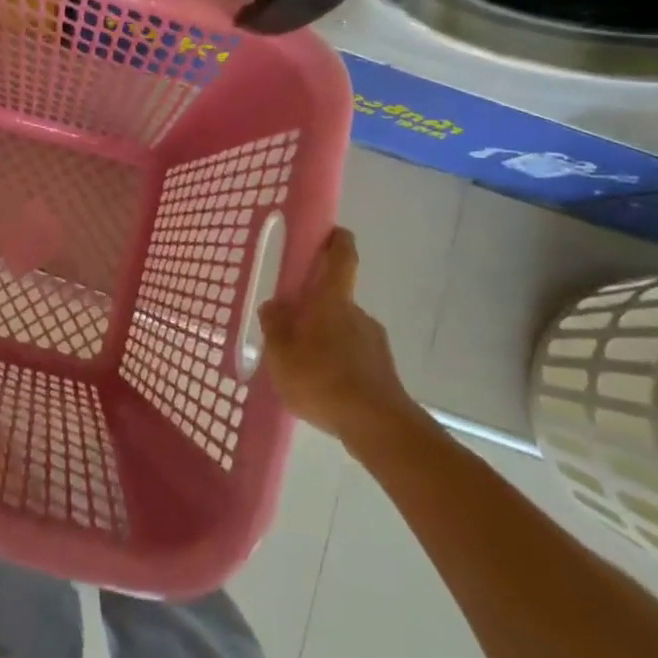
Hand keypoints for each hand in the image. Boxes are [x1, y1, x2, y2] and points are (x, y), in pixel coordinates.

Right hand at [258, 228, 418, 445]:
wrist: (376, 425)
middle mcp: (358, 313)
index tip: (332, 232)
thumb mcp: (281, 354)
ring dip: (326, 340)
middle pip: (336, 300)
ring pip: (344, 331)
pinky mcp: (383, 371)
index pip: (342, 258)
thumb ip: (275, 326)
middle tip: (291, 328)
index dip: (338, 241)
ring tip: (303, 368)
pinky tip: (323, 388)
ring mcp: (375, 342)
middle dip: (316, 309)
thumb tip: (274, 305)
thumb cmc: (322, 379)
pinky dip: (338, 364)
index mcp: (333, 301)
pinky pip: (354, 358)